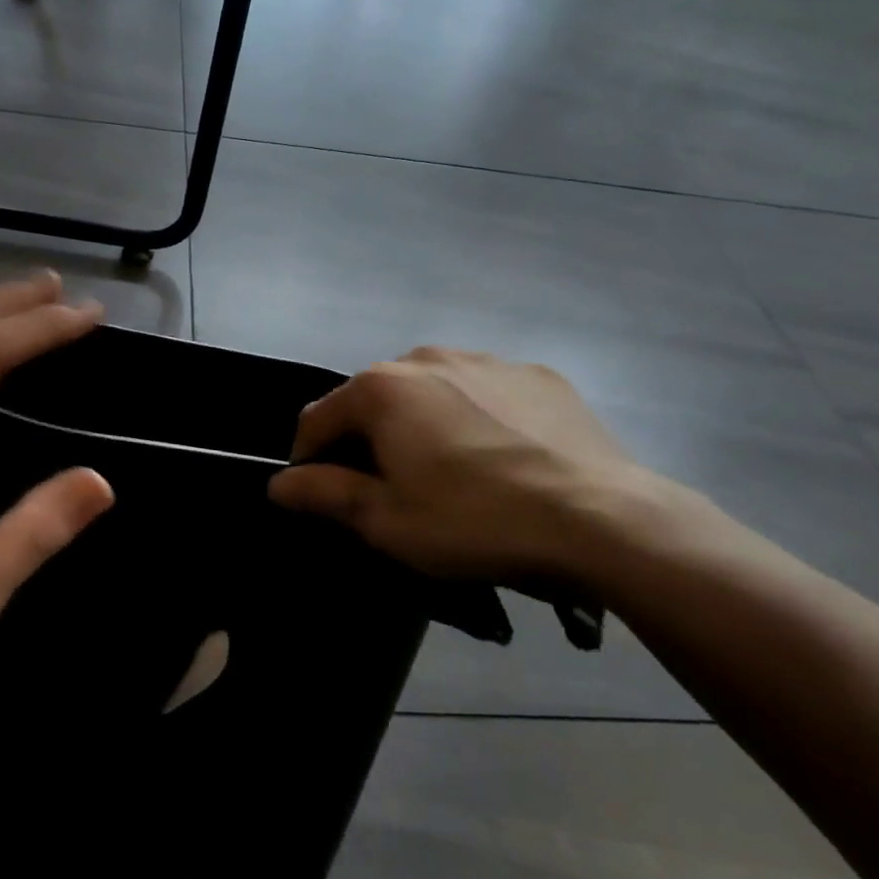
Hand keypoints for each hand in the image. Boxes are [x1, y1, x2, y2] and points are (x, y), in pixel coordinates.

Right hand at [268, 348, 665, 591]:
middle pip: (374, 400)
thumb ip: (324, 494)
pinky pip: (483, 393)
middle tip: (389, 491)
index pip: (317, 419)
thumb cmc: (475, 520)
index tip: (320, 497)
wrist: (601, 517)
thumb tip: (277, 484)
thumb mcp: (387, 521)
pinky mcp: (537, 375)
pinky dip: (474, 418)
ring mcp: (486, 359)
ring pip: (429, 392)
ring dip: (421, 425)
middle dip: (368, 441)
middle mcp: (426, 357)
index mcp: (382, 388)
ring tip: (449, 474)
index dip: (308, 461)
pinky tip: (500, 459)